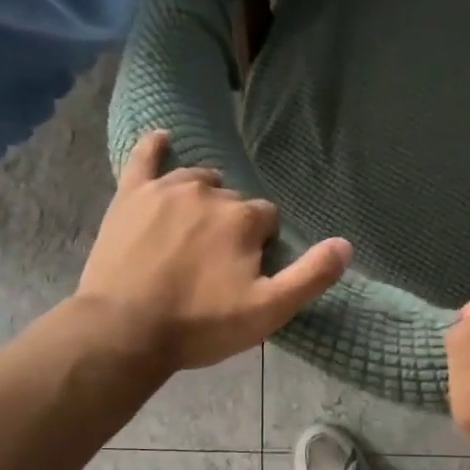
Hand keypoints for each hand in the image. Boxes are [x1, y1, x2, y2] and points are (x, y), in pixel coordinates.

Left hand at [76, 132, 351, 371]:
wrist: (124, 331)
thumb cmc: (199, 325)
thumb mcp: (267, 312)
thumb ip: (310, 277)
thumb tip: (345, 244)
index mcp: (243, 219)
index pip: (267, 218)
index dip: (261, 245)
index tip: (245, 272)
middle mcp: (208, 193)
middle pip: (233, 201)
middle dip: (232, 225)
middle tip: (215, 263)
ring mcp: (166, 190)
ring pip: (197, 180)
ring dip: (204, 197)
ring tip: (195, 229)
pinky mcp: (130, 196)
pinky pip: (144, 159)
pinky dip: (154, 147)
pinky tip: (161, 139)